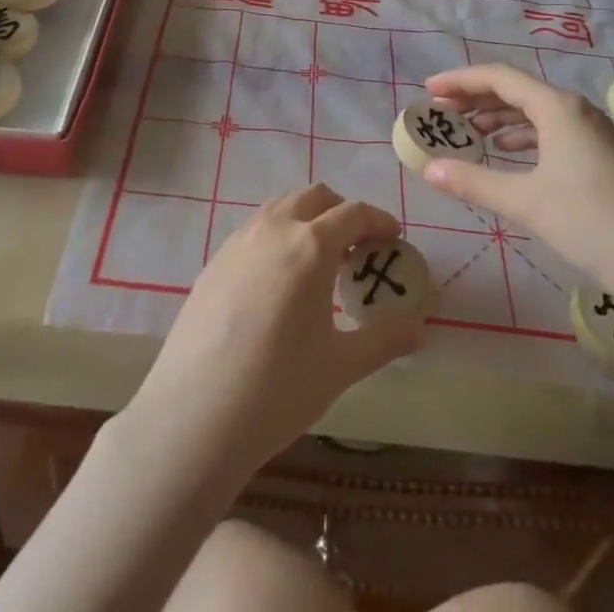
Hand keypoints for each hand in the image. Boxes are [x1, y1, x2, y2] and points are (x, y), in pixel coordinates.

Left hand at [120, 183, 423, 486]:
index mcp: (310, 244)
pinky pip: (255, 230)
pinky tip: (278, 283)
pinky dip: (278, 237)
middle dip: (343, 212)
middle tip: (358, 248)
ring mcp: (238, 240)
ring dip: (307, 219)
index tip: (393, 239)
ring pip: (281, 207)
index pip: (354, 213)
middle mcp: (274, 228)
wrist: (194, 416)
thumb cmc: (277, 390)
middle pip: (316, 197)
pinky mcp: (214, 260)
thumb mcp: (341, 366)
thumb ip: (384, 339)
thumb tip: (419, 326)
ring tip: (319, 263)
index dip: (379, 221)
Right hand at [422, 63, 613, 310]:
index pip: (498, 77)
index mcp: (557, 108)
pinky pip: (550, 131)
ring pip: (534, 112)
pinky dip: (521, 137)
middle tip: (440, 112)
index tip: (427, 91)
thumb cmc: (595, 225)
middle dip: (475, 98)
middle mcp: (574, 110)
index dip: (459, 81)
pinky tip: (507, 154)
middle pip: (516, 90)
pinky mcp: (601, 156)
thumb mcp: (527, 203)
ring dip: (498, 118)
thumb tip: (428, 169)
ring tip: (467, 133)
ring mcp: (592, 132)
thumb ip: (474, 182)